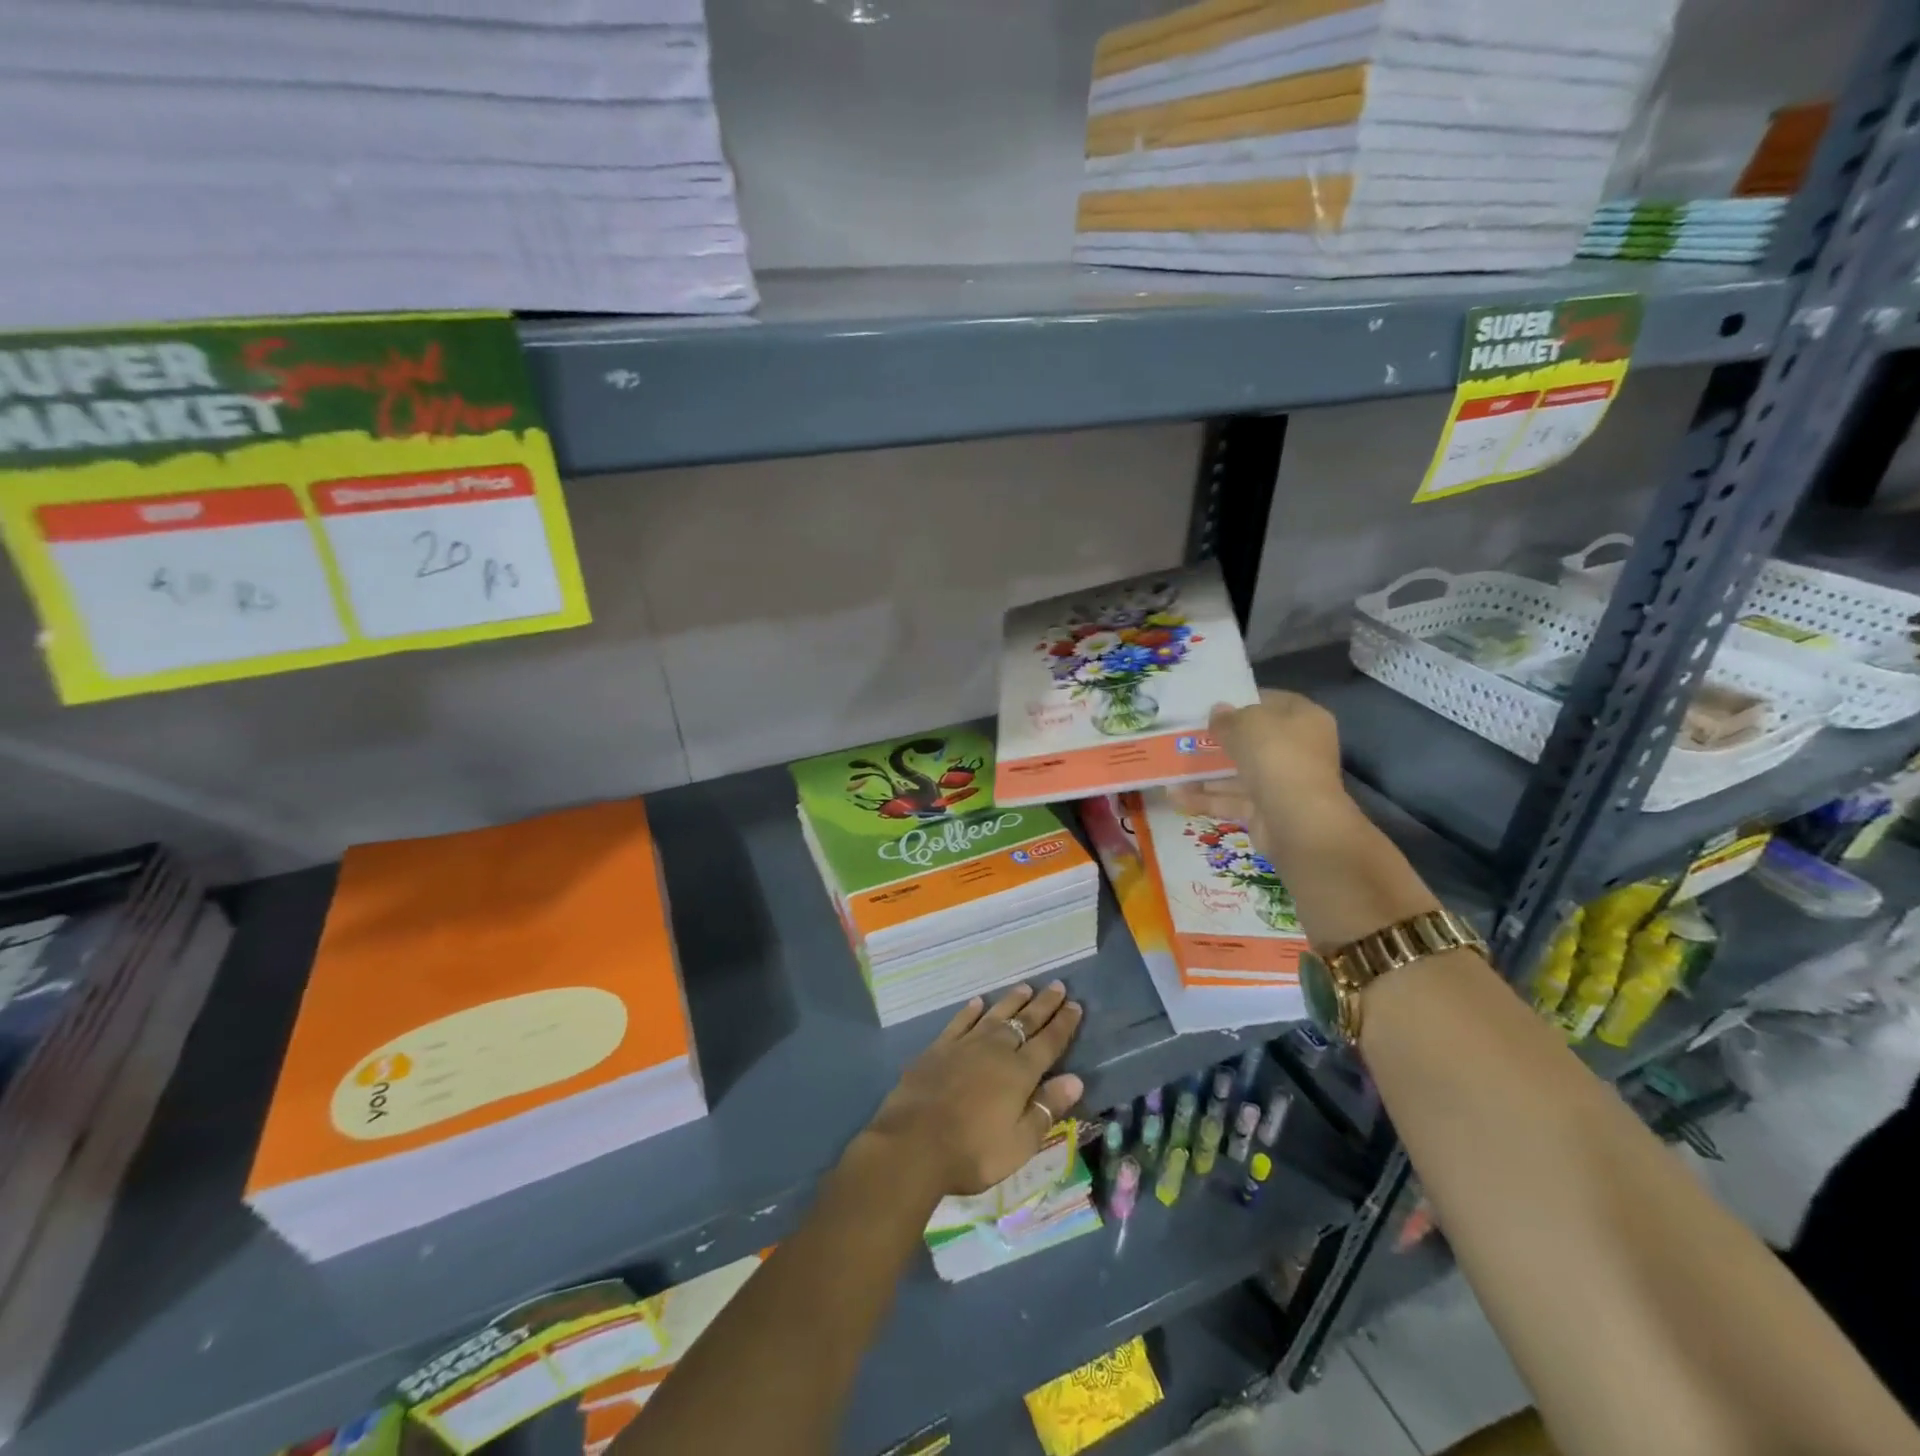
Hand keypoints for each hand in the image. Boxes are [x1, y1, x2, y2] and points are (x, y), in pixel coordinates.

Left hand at [862, 982, 1084, 1199]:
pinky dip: (970, 1011)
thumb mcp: (1020, 1142)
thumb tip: (1076, 1080)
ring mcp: (965, 1046)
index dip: (1063, 1024)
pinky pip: (960, 1022)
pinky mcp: (938, 1049)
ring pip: (994, 1016)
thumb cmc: (973, 1151)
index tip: (1075, 1005)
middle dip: (1044, 1004)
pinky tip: (977, 1003)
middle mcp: (995, 1050)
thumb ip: (1047, 1108)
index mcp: (1019, 1073)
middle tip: (1058, 986)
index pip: (1048, 1042)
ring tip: (1025, 987)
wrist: (913, 1144)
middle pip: (1025, 1022)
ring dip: (1011, 1001)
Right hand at [1170, 690, 1350, 853]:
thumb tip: (1218, 712)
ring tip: (1171, 767)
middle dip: (1219, 740)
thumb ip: (1228, 718)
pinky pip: (1232, 800)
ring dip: (1206, 772)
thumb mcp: (1247, 724)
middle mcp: (1297, 749)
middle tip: (1186, 736)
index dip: (1242, 701)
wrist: (1297, 821)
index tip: (1211, 705)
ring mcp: (1282, 782)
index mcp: (1304, 719)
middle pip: (1253, 740)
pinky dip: (1206, 798)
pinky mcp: (1266, 810)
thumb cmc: (1277, 757)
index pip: (1272, 702)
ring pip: (1239, 772)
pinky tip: (1175, 796)